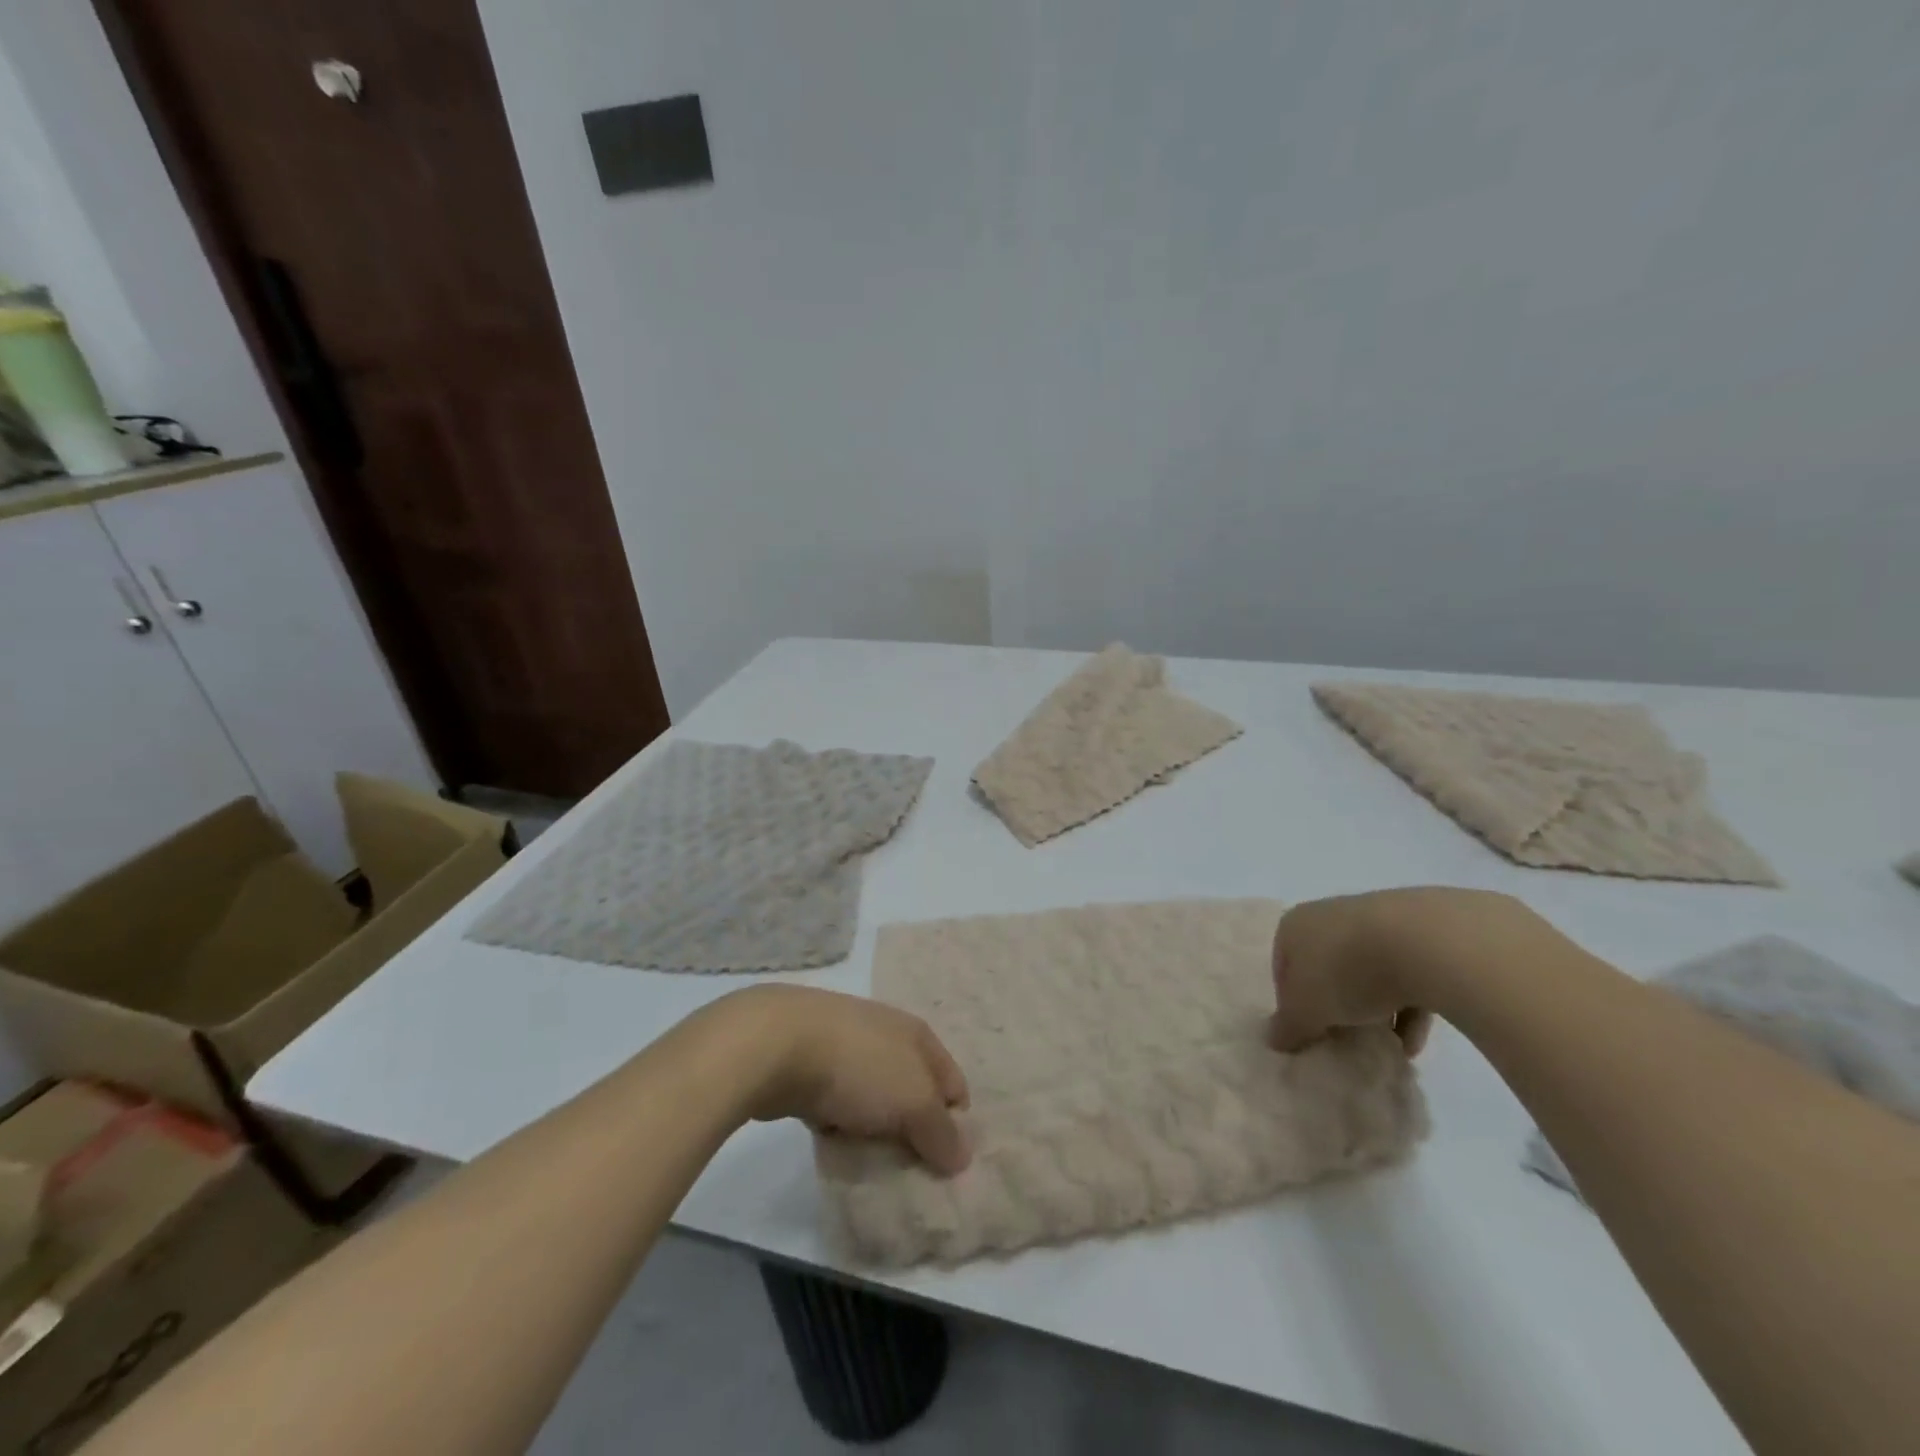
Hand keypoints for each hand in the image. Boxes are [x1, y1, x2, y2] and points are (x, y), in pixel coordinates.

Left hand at [725, 985, 972, 1174]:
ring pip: (876, 1100)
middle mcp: (888, 1035)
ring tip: (872, 1166)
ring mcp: (848, 1048)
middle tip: (910, 1174)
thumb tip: (963, 1156)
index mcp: (919, 1035)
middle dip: (913, 1133)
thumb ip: (941, 1132)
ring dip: (875, 1132)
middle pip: (914, 1093)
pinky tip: (835, 1148)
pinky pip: (840, 1104)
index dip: (954, 1126)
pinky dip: (841, 1126)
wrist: (776, 1045)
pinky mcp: (813, 1065)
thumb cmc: (858, 1067)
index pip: (953, 1085)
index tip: (944, 1166)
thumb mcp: (914, 1102)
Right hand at [1269, 887, 1540, 1054]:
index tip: (1308, 1032)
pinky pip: (1406, 976)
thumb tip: (1274, 1039)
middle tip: (1343, 1038)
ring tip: (1384, 1047)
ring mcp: (1376, 921)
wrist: (1423, 942)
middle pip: (1326, 968)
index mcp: (1294, 925)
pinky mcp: (1420, 934)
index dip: (1293, 1004)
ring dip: (1374, 1011)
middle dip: (1336, 1005)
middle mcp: (1330, 915)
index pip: (1284, 967)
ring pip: (1367, 973)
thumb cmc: (1345, 971)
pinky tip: (1414, 1041)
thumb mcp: (1305, 1010)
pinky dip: (1407, 1008)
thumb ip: (1288, 1027)